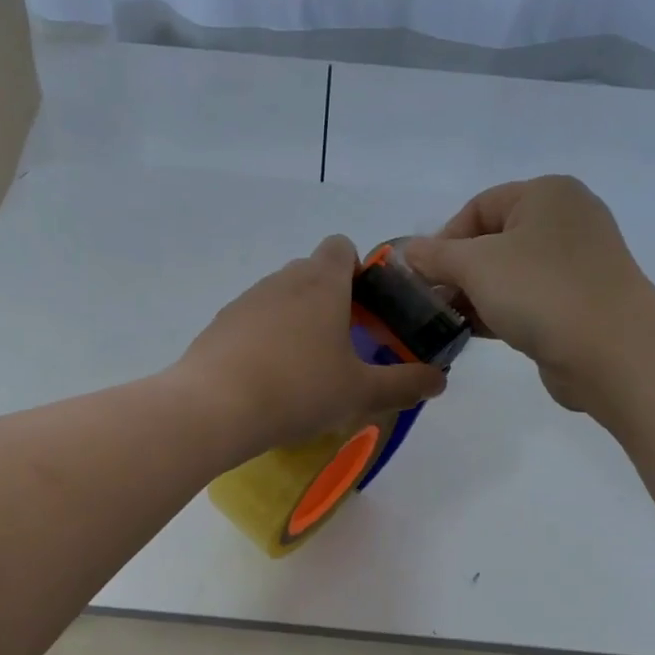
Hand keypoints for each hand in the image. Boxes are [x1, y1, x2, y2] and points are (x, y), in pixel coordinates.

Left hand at [173, 236, 446, 455]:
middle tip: (340, 346)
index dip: (357, 270)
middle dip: (328, 300)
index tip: (364, 309)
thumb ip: (404, 383)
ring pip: (279, 298)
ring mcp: (245, 300)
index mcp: (322, 282)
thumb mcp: (360, 392)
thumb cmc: (299, 390)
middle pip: (311, 273)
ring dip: (294, 321)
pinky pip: (251, 322)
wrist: (215, 407)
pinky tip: (265, 380)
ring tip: (301, 370)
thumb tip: (439, 380)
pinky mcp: (219, 324)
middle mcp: (282, 280)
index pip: (341, 246)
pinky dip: (263, 340)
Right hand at [402, 176, 654, 416]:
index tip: (423, 276)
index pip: (478, 206)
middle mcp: (565, 220)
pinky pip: (527, 298)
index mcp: (546, 195)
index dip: (444, 239)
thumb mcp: (475, 265)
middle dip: (456, 271)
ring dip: (474, 295)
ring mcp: (576, 263)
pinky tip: (475, 333)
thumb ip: (435, 256)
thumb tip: (408, 252)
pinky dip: (499, 311)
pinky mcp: (579, 301)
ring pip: (508, 273)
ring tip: (447, 321)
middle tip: (431, 301)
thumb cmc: (540, 291)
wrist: (612, 351)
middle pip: (492, 239)